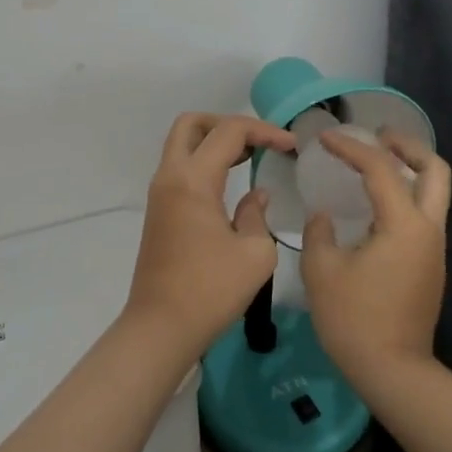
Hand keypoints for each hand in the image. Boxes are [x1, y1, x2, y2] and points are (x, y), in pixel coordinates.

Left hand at [127, 112, 296, 360]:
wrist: (161, 328)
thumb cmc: (210, 290)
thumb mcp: (254, 254)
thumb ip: (258, 214)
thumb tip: (255, 196)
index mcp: (193, 180)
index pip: (229, 132)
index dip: (265, 132)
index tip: (292, 147)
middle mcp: (170, 177)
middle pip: (192, 124)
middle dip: (227, 124)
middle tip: (258, 141)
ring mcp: (160, 193)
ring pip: (182, 144)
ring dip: (214, 142)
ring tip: (251, 156)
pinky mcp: (159, 211)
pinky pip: (181, 168)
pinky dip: (205, 161)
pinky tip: (231, 181)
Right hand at [300, 130, 451, 393]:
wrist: (393, 371)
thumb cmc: (353, 319)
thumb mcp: (322, 270)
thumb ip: (319, 232)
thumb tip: (324, 218)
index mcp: (404, 225)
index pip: (380, 169)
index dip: (351, 147)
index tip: (324, 138)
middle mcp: (428, 229)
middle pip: (435, 170)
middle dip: (407, 146)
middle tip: (377, 137)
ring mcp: (434, 249)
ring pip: (435, 192)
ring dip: (410, 169)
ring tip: (375, 163)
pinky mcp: (430, 265)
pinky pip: (424, 214)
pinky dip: (406, 194)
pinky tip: (376, 204)